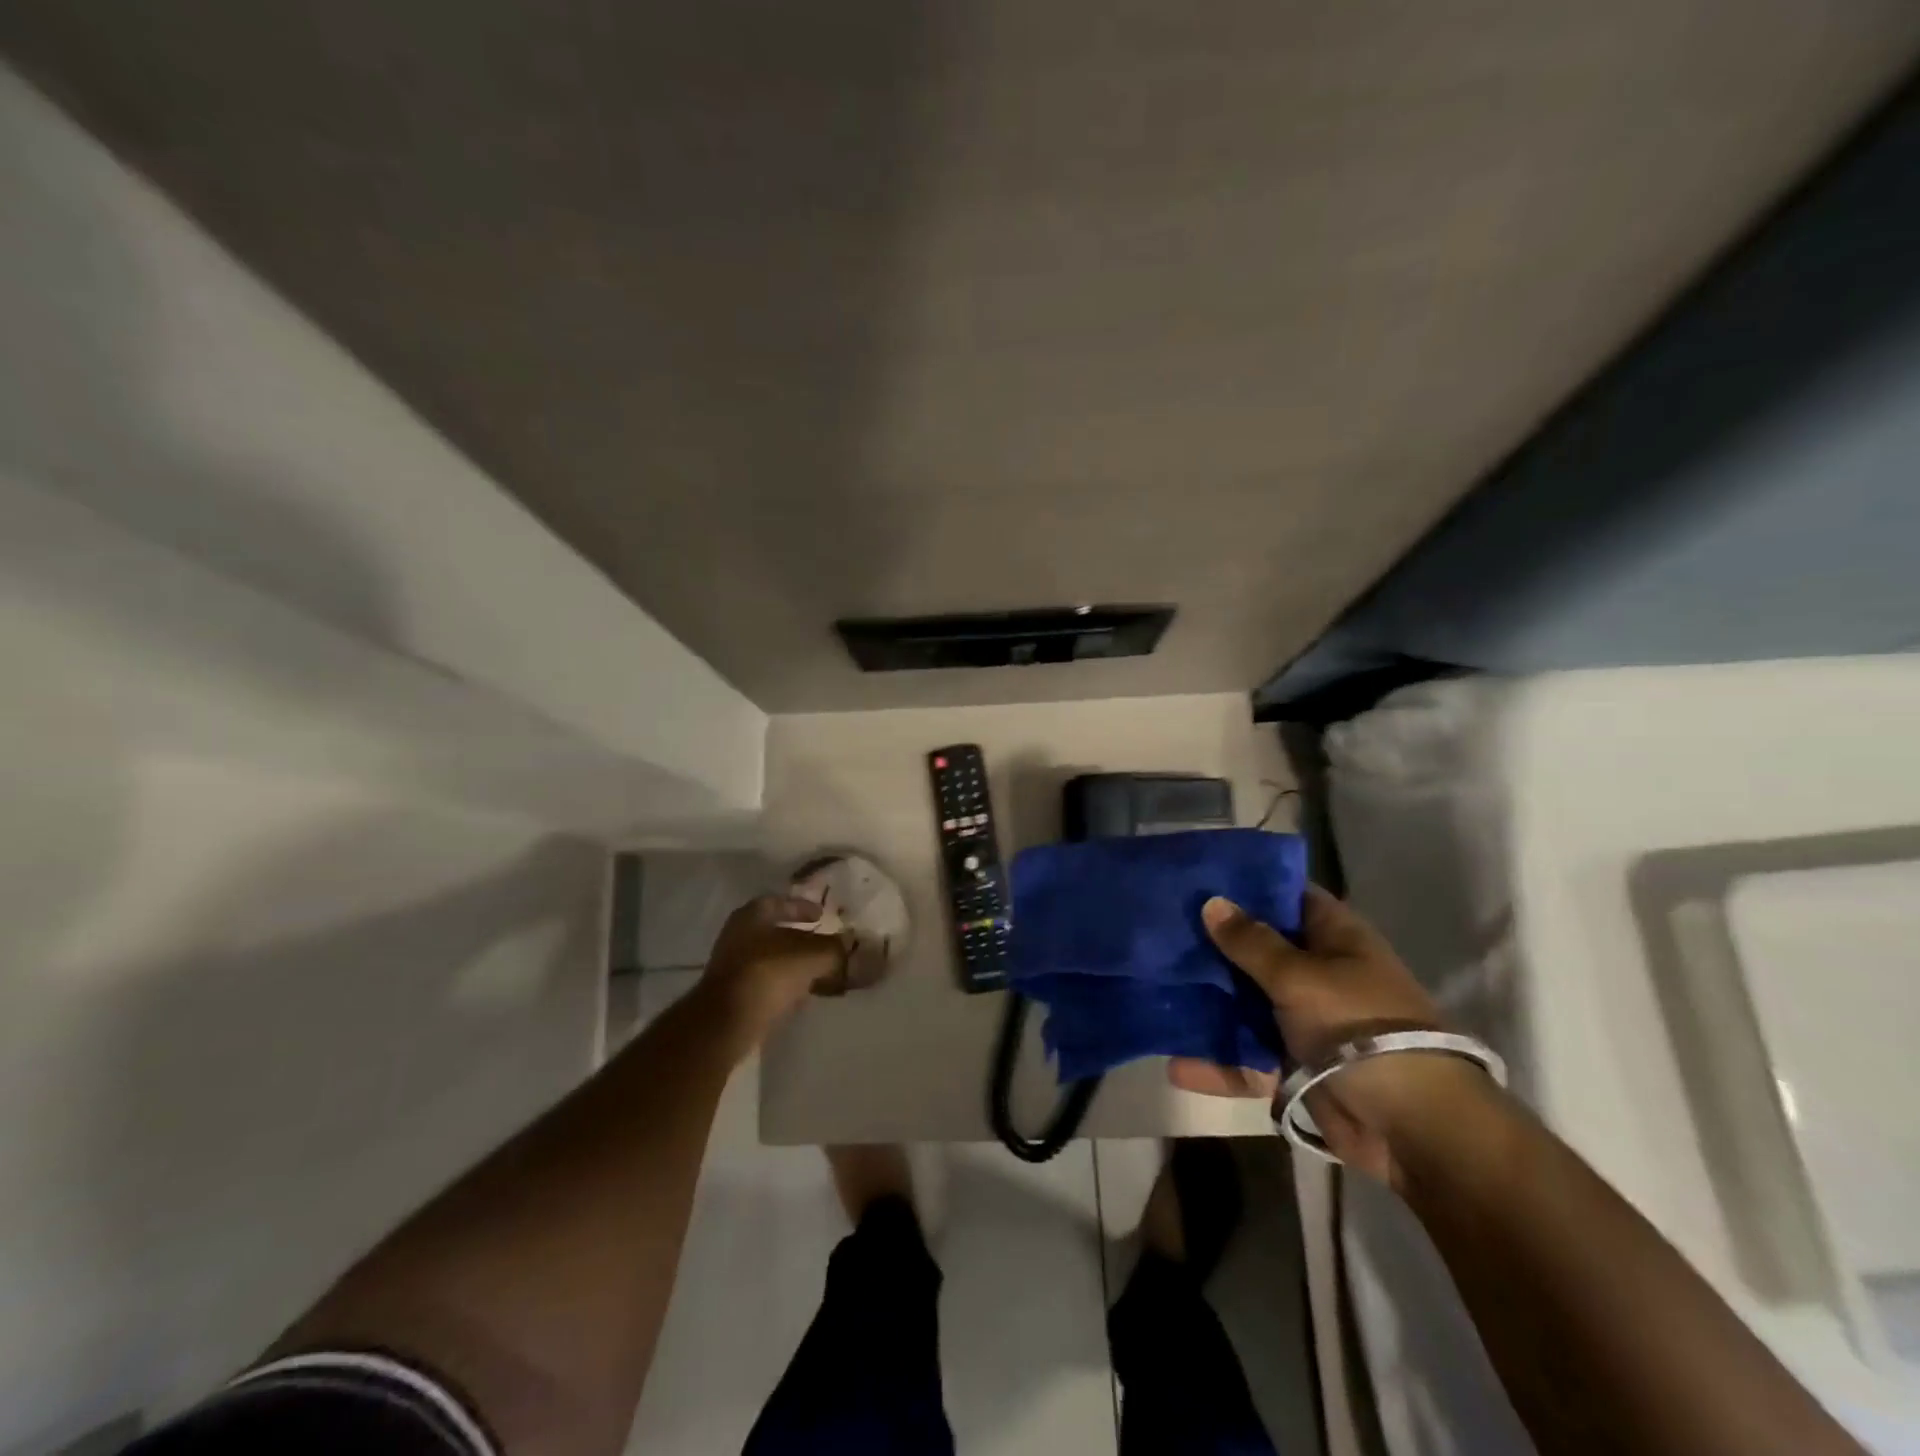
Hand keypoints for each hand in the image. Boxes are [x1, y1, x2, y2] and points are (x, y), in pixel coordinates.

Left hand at [693, 895, 848, 1054]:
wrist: (727, 1022)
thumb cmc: (770, 972)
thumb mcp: (814, 956)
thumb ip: (838, 950)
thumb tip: (861, 949)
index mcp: (753, 915)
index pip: (781, 902)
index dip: (803, 907)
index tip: (822, 916)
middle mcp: (738, 935)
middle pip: (776, 932)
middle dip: (802, 939)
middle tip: (826, 945)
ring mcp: (733, 967)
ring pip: (772, 959)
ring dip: (795, 965)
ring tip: (822, 973)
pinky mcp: (734, 996)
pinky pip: (767, 984)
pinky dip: (785, 986)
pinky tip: (804, 995)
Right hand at [1172, 885, 1479, 1183]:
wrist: (1411, 1126)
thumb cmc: (1357, 1026)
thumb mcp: (1299, 976)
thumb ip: (1251, 942)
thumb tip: (1212, 901)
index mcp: (1334, 939)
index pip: (1287, 895)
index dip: (1247, 884)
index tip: (1197, 876)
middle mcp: (1318, 973)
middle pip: (1257, 949)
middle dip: (1213, 943)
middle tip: (1159, 928)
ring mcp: (1305, 1020)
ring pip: (1246, 1002)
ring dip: (1208, 1002)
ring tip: (1154, 989)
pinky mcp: (1294, 1065)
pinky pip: (1247, 1057)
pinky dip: (1217, 1062)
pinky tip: (1174, 1063)